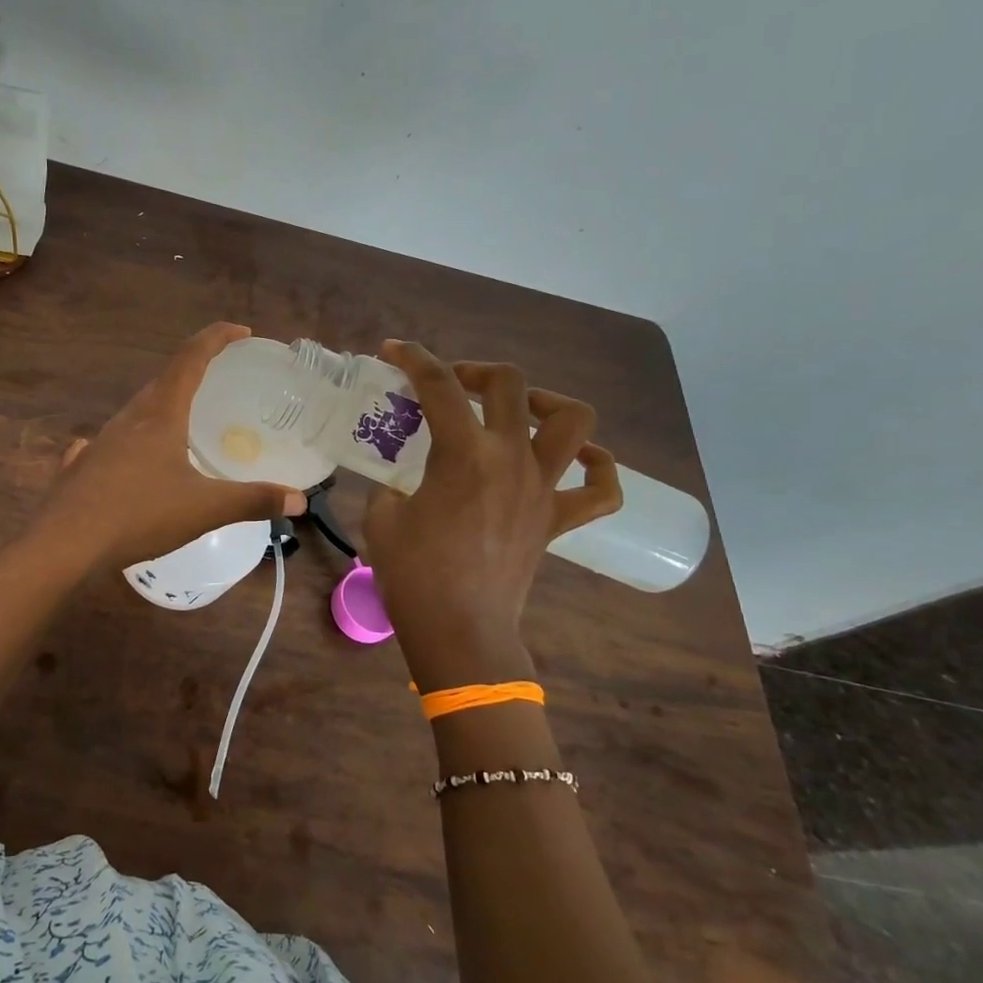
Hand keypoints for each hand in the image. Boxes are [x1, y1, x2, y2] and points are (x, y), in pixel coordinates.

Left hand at [37, 323, 308, 568]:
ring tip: (182, 423)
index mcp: (160, 414)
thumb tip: (298, 500)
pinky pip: (109, 444)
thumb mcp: (205, 509)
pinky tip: (126, 458)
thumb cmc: (139, 515)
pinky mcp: (81, 467)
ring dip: (162, 406)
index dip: (217, 338)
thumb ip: (253, 501)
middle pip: (163, 381)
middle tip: (218, 381)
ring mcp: (99, 441)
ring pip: (136, 412)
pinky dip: (128, 442)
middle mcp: (128, 418)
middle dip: (193, 372)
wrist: (65, 544)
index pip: (191, 358)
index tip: (242, 331)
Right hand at [364, 340, 620, 688]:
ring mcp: (542, 488)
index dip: (413, 359)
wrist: (459, 630)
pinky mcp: (557, 520)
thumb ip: (390, 485)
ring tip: (518, 410)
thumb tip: (399, 482)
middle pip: (511, 384)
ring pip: (574, 422)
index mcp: (463, 453)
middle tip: (451, 386)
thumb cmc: (413, 575)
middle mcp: (511, 458)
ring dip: (546, 403)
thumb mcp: (381, 518)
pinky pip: (601, 489)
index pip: (439, 386)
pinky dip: (597, 467)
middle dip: (476, 371)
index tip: (392, 351)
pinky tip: (577, 459)